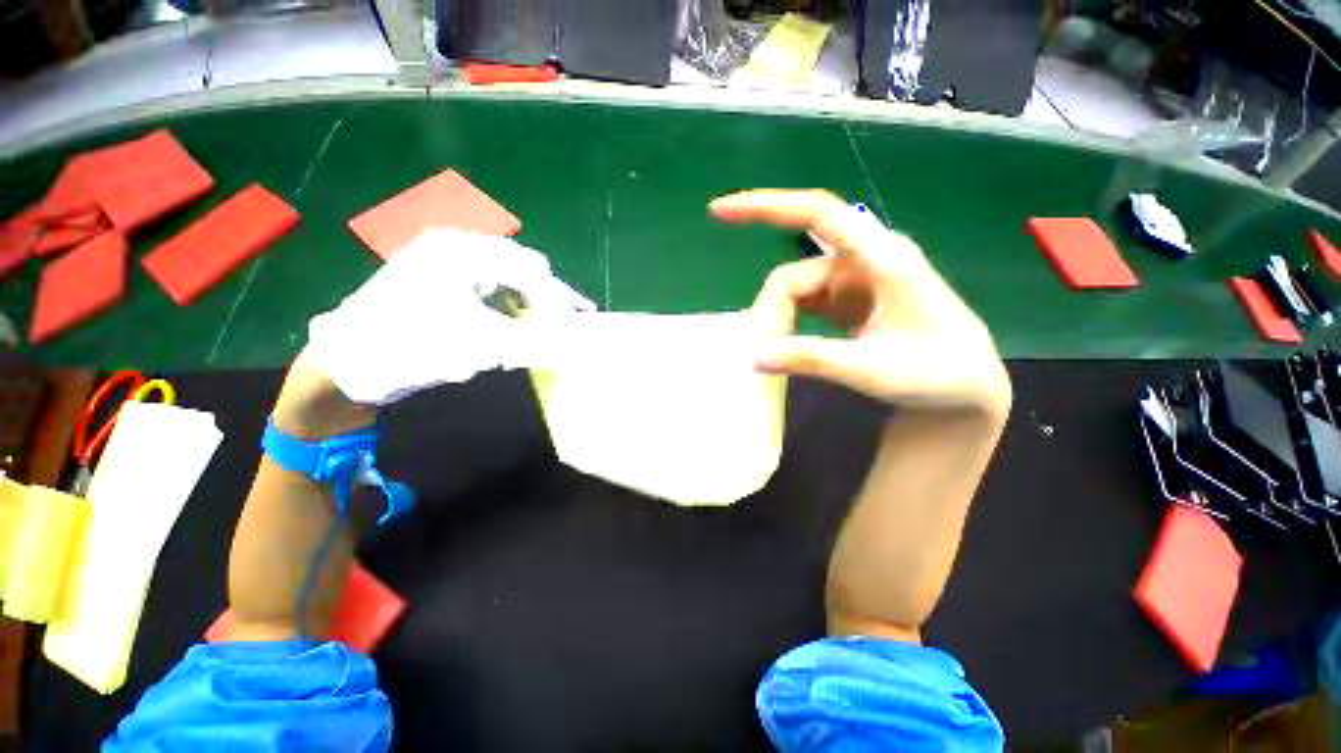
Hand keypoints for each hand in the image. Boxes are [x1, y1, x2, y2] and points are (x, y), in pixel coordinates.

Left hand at [304, 228, 594, 405]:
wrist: (345, 364)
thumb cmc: (410, 347)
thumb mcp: (478, 346)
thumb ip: (532, 341)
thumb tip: (573, 342)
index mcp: (462, 252)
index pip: (529, 271)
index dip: (560, 297)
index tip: (583, 318)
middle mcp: (454, 245)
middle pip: (520, 266)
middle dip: (548, 294)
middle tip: (570, 318)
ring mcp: (443, 258)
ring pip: (505, 273)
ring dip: (530, 296)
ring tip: (548, 318)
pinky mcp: (437, 276)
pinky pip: (487, 282)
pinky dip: (509, 299)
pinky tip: (516, 315)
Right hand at [711, 189, 1009, 415]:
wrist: (965, 389)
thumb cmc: (935, 374)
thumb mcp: (872, 369)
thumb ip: (811, 359)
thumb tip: (753, 356)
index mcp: (882, 259)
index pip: (818, 214)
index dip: (766, 206)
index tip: (718, 212)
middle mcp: (863, 261)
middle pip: (795, 273)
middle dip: (771, 311)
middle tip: (761, 354)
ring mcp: (853, 282)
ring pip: (795, 291)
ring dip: (777, 321)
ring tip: (773, 356)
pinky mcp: (847, 301)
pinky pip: (804, 304)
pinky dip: (787, 324)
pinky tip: (781, 346)